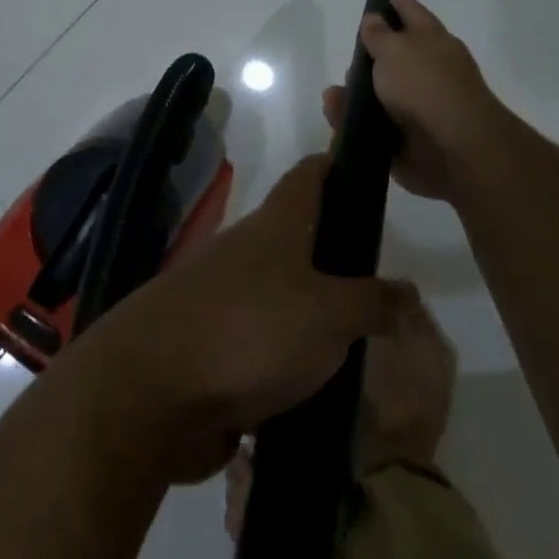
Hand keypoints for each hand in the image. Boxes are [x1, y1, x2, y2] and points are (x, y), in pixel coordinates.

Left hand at [71, 156, 411, 482]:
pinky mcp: (212, 350)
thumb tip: (407, 289)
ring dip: (317, 319)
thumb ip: (373, 302)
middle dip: (339, 257)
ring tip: (365, 346)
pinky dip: (291, 364)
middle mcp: (247, 253)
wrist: (151, 394)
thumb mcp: (329, 315)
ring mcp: (224, 301)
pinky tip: (323, 391)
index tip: (372, 173)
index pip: (310, 174)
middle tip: (386, 287)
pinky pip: (263, 350)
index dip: (339, 164)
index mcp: (275, 226)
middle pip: (299, 239)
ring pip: (283, 299)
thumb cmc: (250, 331)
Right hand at [322, 0, 507, 200]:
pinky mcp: (404, 140)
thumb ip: (378, 34)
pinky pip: (370, 127)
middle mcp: (427, 72)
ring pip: (377, 95)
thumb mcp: (395, 49)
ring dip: (353, 94)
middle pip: (393, 58)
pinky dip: (351, 122)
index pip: (413, 13)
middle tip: (348, 57)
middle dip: (368, 58)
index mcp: (432, 41)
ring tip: (333, 96)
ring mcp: (417, 108)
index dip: (399, 3)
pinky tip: (335, 115)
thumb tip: (373, 19)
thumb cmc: (425, 86)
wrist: (452, 150)